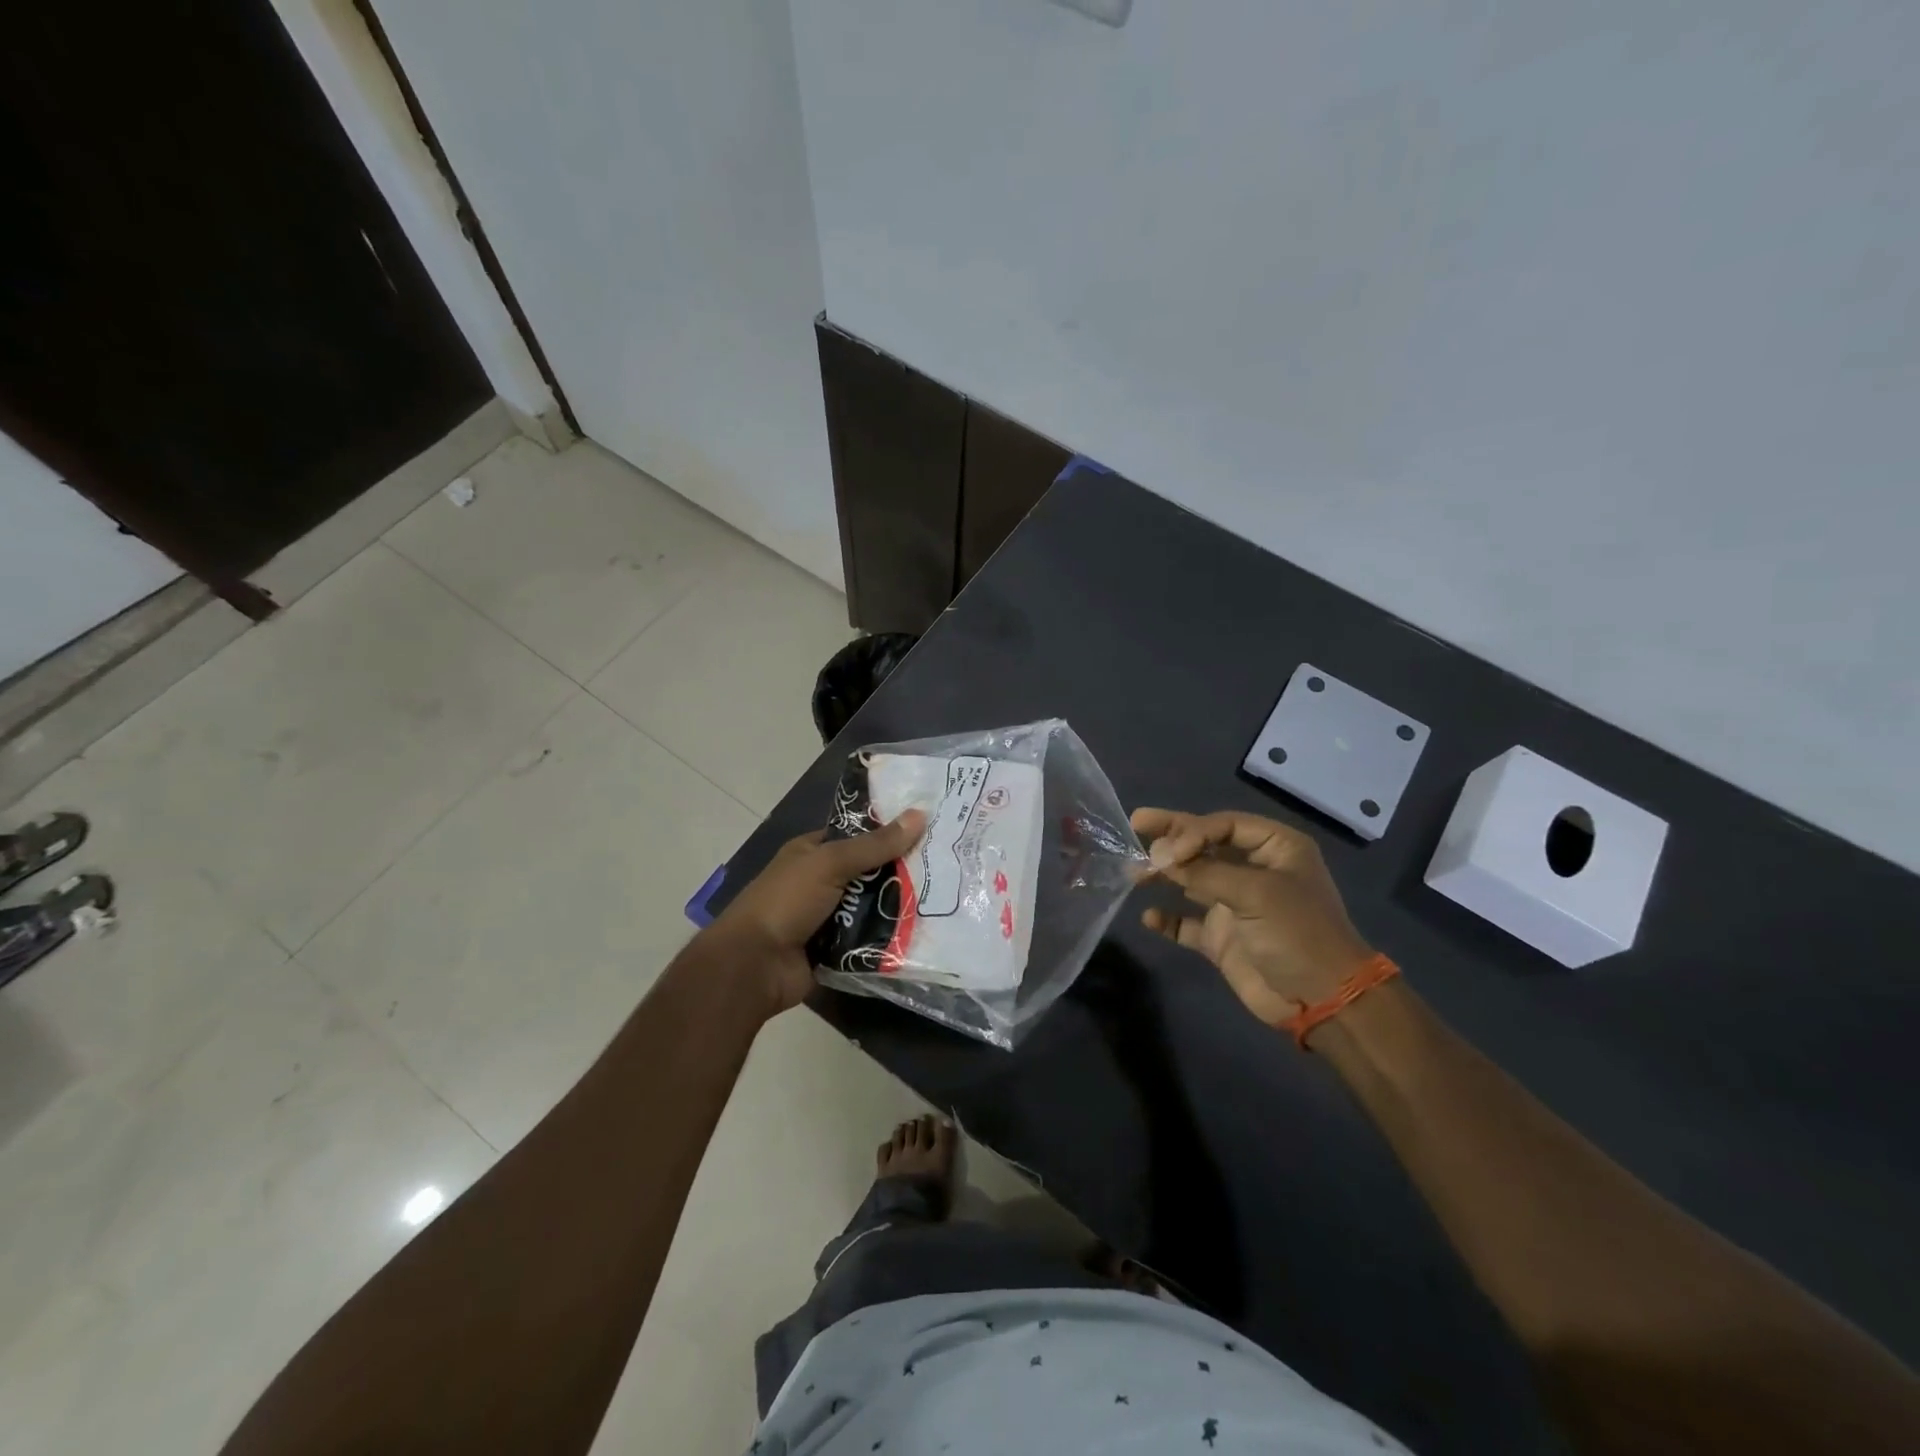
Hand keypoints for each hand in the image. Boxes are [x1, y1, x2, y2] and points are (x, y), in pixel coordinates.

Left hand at [706, 810, 926, 1014]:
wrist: (754, 966)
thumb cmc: (786, 902)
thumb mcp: (830, 863)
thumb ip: (875, 844)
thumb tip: (920, 814)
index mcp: (811, 852)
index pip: (856, 835)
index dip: (888, 831)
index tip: (927, 829)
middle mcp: (820, 881)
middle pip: (869, 872)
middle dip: (900, 871)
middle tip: (945, 866)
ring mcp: (828, 917)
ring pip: (873, 906)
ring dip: (898, 905)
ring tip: (944, 897)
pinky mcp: (837, 949)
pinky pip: (870, 938)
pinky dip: (889, 936)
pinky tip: (925, 929)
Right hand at [1131, 807, 1374, 1028]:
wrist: (1322, 1000)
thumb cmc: (1297, 933)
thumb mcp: (1255, 893)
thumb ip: (1204, 872)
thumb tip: (1157, 857)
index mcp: (1275, 848)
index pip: (1224, 825)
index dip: (1192, 830)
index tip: (1169, 850)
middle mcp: (1254, 870)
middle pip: (1205, 845)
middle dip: (1171, 837)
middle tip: (1136, 823)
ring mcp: (1236, 905)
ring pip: (1192, 880)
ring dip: (1165, 875)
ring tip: (1134, 873)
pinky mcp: (1222, 937)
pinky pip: (1188, 922)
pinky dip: (1168, 918)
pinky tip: (1148, 917)